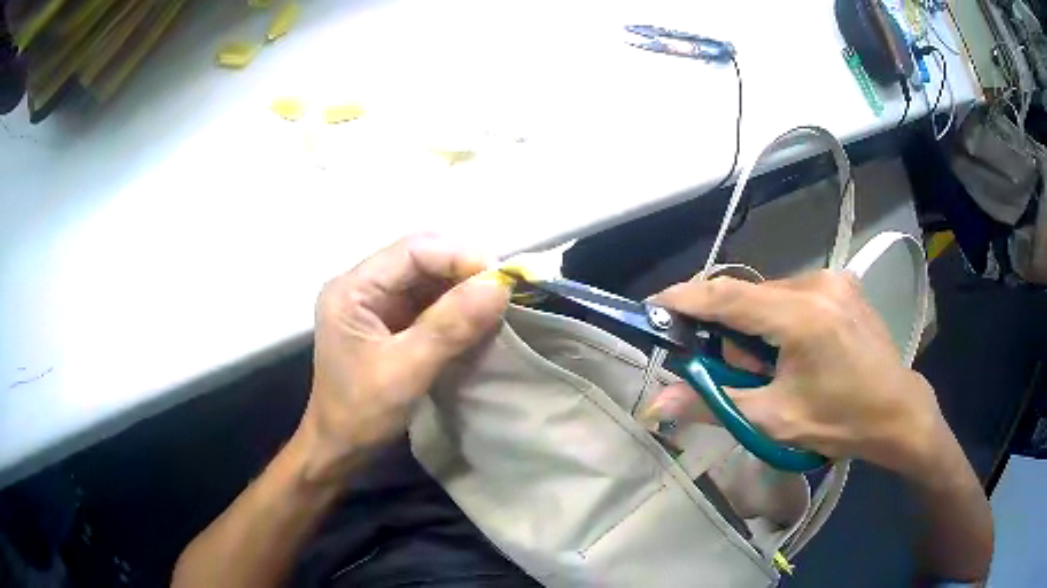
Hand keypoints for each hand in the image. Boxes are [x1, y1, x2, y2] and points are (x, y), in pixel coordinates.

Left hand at [293, 234, 510, 483]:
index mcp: (353, 288)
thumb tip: (499, 286)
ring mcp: (376, 302)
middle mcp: (363, 285)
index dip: (459, 257)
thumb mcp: (405, 371)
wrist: (340, 448)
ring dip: (464, 287)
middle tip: (502, 292)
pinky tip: (477, 318)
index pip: (413, 251)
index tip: (500, 281)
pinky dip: (456, 306)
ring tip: (496, 305)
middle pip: (422, 257)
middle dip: (464, 269)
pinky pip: (429, 300)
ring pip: (429, 277)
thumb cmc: (360, 413)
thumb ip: (450, 326)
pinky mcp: (390, 320)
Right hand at [651, 271, 946, 477]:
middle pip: (749, 296)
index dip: (685, 299)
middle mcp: (816, 283)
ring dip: (757, 326)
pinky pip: (793, 293)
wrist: (897, 411)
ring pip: (770, 294)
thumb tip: (657, 403)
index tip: (652, 306)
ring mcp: (833, 278)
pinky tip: (798, 351)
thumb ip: (714, 403)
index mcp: (802, 315)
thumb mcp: (775, 419)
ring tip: (778, 368)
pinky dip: (780, 318)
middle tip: (742, 373)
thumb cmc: (840, 421)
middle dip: (732, 331)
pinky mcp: (841, 283)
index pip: (728, 296)